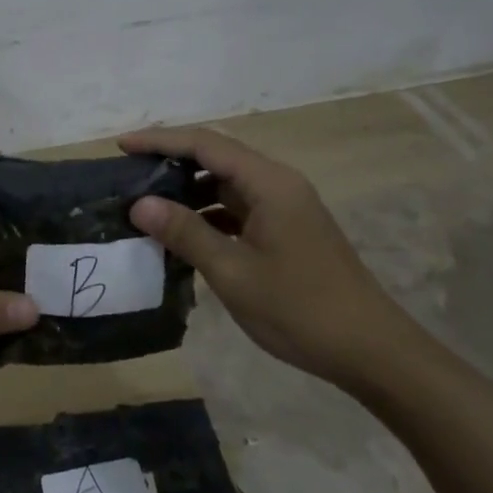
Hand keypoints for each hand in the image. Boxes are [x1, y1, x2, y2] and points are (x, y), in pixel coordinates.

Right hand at [120, 126, 419, 389]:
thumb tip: (139, 204)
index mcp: (269, 183)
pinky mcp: (286, 230)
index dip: (159, 140)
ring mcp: (284, 207)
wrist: (372, 352)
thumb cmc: (301, 309)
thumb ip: (186, 232)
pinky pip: (237, 209)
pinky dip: (207, 214)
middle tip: (127, 174)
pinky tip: (183, 235)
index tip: (120, 146)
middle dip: (170, 161)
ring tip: (147, 205)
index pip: (205, 144)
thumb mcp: (234, 272)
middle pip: (216, 157)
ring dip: (188, 190)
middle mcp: (278, 184)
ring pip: (226, 184)